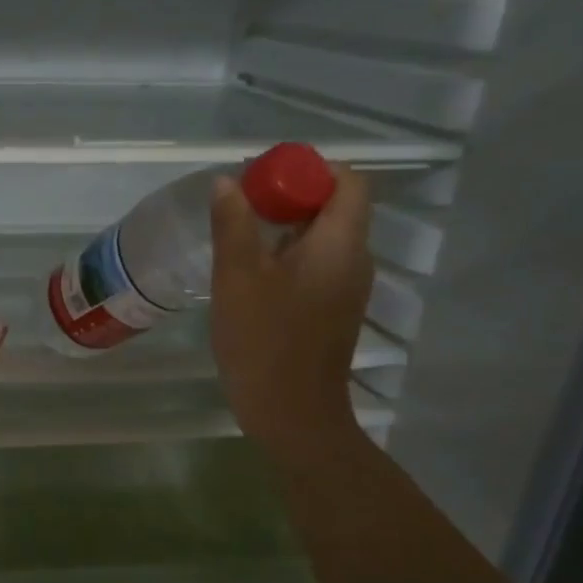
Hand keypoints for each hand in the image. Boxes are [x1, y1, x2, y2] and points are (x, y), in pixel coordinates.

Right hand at [210, 164, 374, 461]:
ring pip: (322, 237)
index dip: (310, 169)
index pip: (348, 182)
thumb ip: (233, 224)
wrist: (291, 413)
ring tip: (239, 235)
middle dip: (290, 195)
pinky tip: (250, 272)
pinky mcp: (332, 310)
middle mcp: (354, 260)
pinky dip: (287, 254)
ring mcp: (346, 288)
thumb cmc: (264, 340)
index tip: (265, 178)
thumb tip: (228, 182)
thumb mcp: (237, 276)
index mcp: (340, 244)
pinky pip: (316, 264)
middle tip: (241, 204)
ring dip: (285, 226)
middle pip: (334, 207)